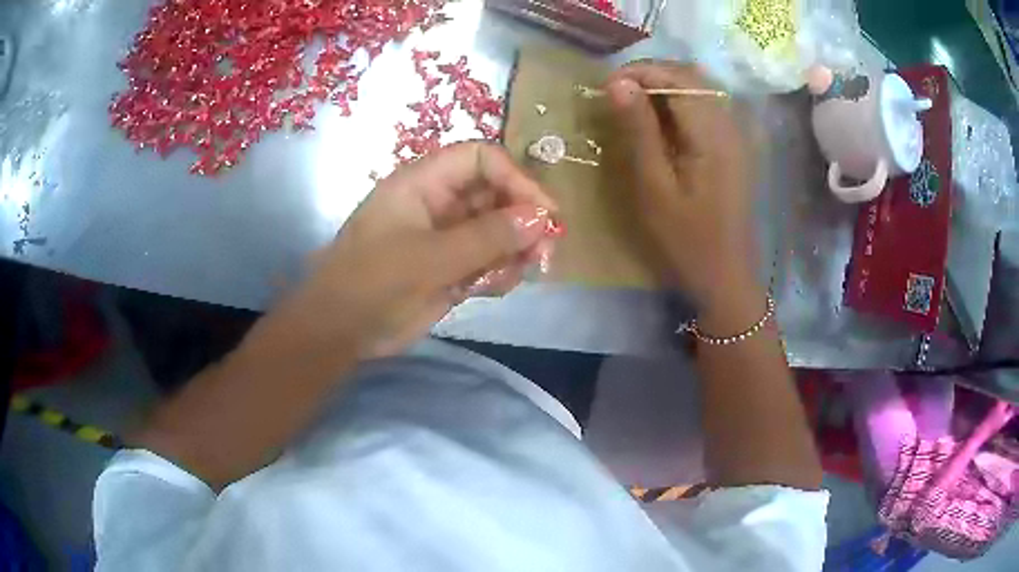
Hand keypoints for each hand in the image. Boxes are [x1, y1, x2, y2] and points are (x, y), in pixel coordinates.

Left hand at [275, 142, 556, 360]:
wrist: (339, 332)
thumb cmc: (372, 283)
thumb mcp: (429, 258)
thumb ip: (487, 237)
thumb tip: (542, 218)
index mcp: (423, 183)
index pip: (481, 159)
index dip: (515, 178)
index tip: (544, 212)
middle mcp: (438, 203)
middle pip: (495, 194)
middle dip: (523, 219)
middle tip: (544, 252)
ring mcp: (445, 237)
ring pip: (497, 230)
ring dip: (516, 249)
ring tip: (522, 273)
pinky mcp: (450, 268)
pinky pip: (488, 260)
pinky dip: (500, 272)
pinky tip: (495, 288)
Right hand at [605, 62, 756, 317]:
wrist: (726, 275)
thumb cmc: (686, 239)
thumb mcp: (655, 186)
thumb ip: (639, 130)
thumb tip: (617, 83)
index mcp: (713, 133)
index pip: (677, 77)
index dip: (639, 72)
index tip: (606, 86)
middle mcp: (730, 124)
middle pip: (692, 76)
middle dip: (651, 74)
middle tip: (617, 92)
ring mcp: (736, 134)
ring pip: (700, 88)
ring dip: (664, 86)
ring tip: (634, 104)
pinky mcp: (734, 145)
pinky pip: (706, 107)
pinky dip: (679, 102)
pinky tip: (660, 121)